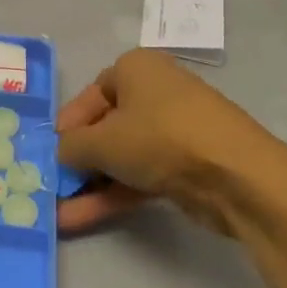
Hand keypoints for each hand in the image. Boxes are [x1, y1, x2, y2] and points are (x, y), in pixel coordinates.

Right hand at [56, 49, 277, 233]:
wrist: (237, 176)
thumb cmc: (161, 138)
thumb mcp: (102, 141)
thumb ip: (71, 147)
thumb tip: (59, 155)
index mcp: (135, 69)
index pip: (90, 94)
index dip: (67, 124)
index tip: (49, 151)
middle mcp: (154, 92)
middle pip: (105, 127)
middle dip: (77, 159)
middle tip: (50, 183)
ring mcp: (172, 131)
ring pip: (122, 156)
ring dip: (90, 184)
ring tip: (56, 210)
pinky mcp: (185, 165)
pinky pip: (139, 175)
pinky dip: (112, 195)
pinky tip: (79, 218)